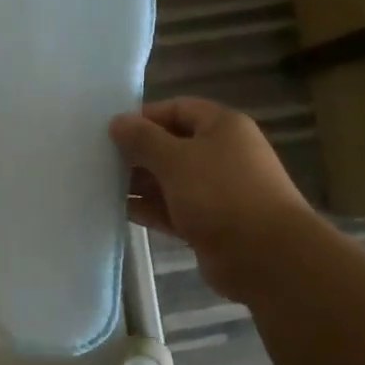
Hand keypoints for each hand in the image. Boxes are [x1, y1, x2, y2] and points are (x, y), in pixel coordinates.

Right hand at [110, 97, 309, 300]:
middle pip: (172, 145)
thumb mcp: (175, 159)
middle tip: (99, 158)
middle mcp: (222, 154)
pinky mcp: (210, 223)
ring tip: (101, 184)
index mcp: (223, 127)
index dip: (144, 117)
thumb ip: (142, 139)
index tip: (111, 130)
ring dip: (140, 182)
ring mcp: (217, 191)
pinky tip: (120, 209)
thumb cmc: (220, 194)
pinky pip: (173, 209)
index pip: (178, 108)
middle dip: (138, 152)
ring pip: (171, 180)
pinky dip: (150, 208)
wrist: (265, 256)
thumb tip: (117, 122)